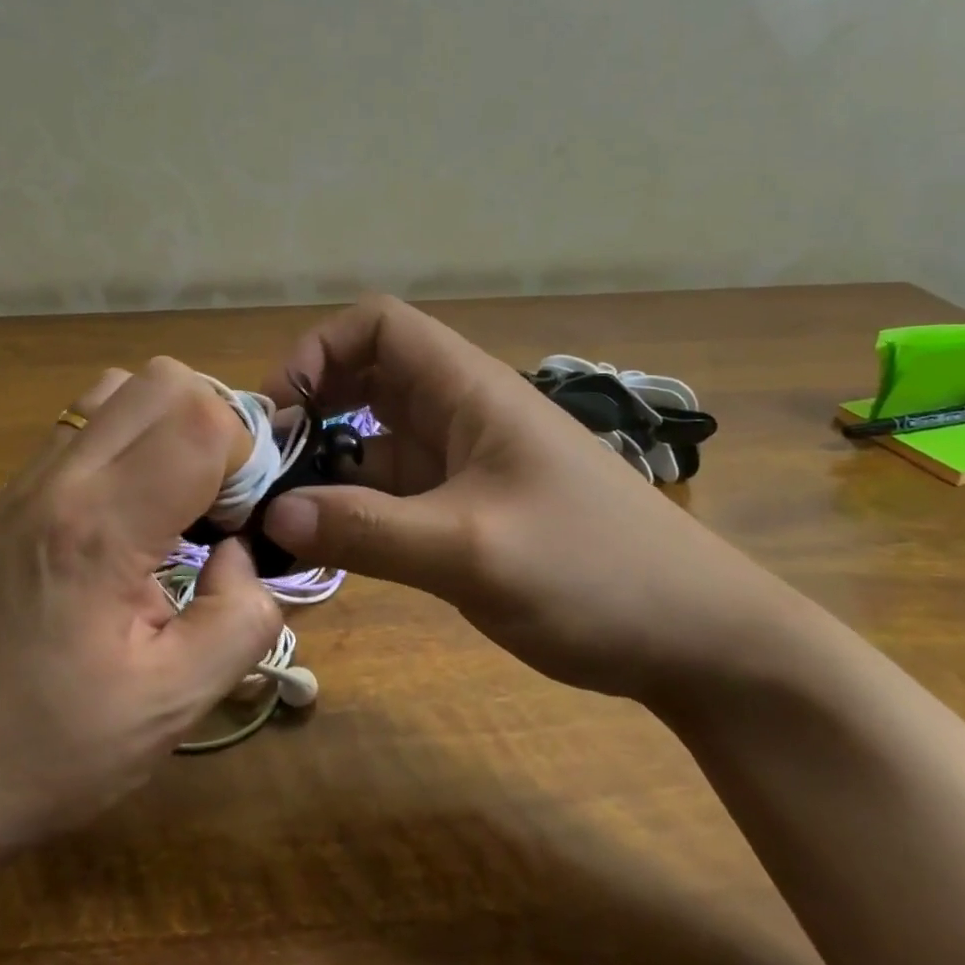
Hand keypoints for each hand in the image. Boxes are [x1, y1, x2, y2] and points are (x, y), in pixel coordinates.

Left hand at [0, 359, 282, 870]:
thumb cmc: (49, 751)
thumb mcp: (174, 705)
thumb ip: (241, 616)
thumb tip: (245, 553)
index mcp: (100, 529)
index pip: (199, 421)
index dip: (246, 458)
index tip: (245, 522)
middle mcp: (61, 479)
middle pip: (164, 379)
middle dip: (217, 426)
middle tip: (222, 502)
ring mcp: (30, 477)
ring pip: (124, 385)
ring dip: (172, 423)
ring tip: (183, 496)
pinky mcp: (17, 490)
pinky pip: (90, 418)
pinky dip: (134, 435)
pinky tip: (138, 506)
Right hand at [259, 296, 793, 703]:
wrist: (699, 639)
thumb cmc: (595, 573)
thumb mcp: (473, 551)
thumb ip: (369, 531)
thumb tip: (273, 516)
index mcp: (468, 390)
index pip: (378, 326)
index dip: (320, 350)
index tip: (280, 412)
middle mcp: (459, 414)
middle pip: (365, 381)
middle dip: (310, 412)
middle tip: (264, 470)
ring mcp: (463, 464)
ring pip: (373, 443)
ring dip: (325, 469)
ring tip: (277, 517)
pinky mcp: (466, 511)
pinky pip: (392, 493)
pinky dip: (353, 510)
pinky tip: (325, 547)